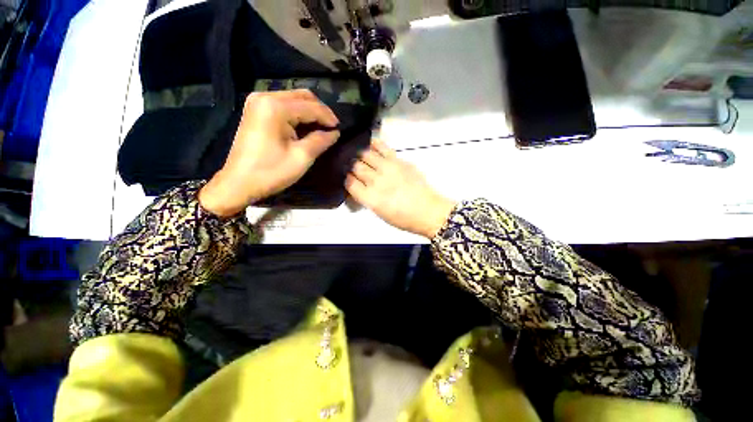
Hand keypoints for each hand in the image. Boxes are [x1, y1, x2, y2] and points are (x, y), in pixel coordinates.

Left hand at [199, 90, 339, 216]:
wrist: (239, 183)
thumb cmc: (271, 172)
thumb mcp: (302, 157)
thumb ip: (321, 141)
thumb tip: (335, 132)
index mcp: (275, 107)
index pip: (311, 106)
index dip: (329, 117)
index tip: (340, 130)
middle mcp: (265, 96)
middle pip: (302, 96)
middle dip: (320, 111)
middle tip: (332, 128)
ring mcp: (258, 101)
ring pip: (293, 99)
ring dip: (310, 112)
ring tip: (321, 128)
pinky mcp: (255, 110)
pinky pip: (283, 105)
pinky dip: (298, 114)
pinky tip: (305, 127)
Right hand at [345, 140, 456, 238]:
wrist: (427, 211)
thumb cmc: (403, 218)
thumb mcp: (379, 213)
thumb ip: (366, 198)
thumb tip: (358, 186)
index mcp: (370, 198)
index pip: (350, 182)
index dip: (347, 180)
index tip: (349, 179)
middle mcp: (376, 181)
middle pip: (356, 167)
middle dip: (352, 167)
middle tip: (354, 168)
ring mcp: (388, 168)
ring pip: (366, 154)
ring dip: (360, 155)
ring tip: (360, 156)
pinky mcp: (399, 161)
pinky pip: (383, 147)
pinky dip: (374, 144)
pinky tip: (370, 144)